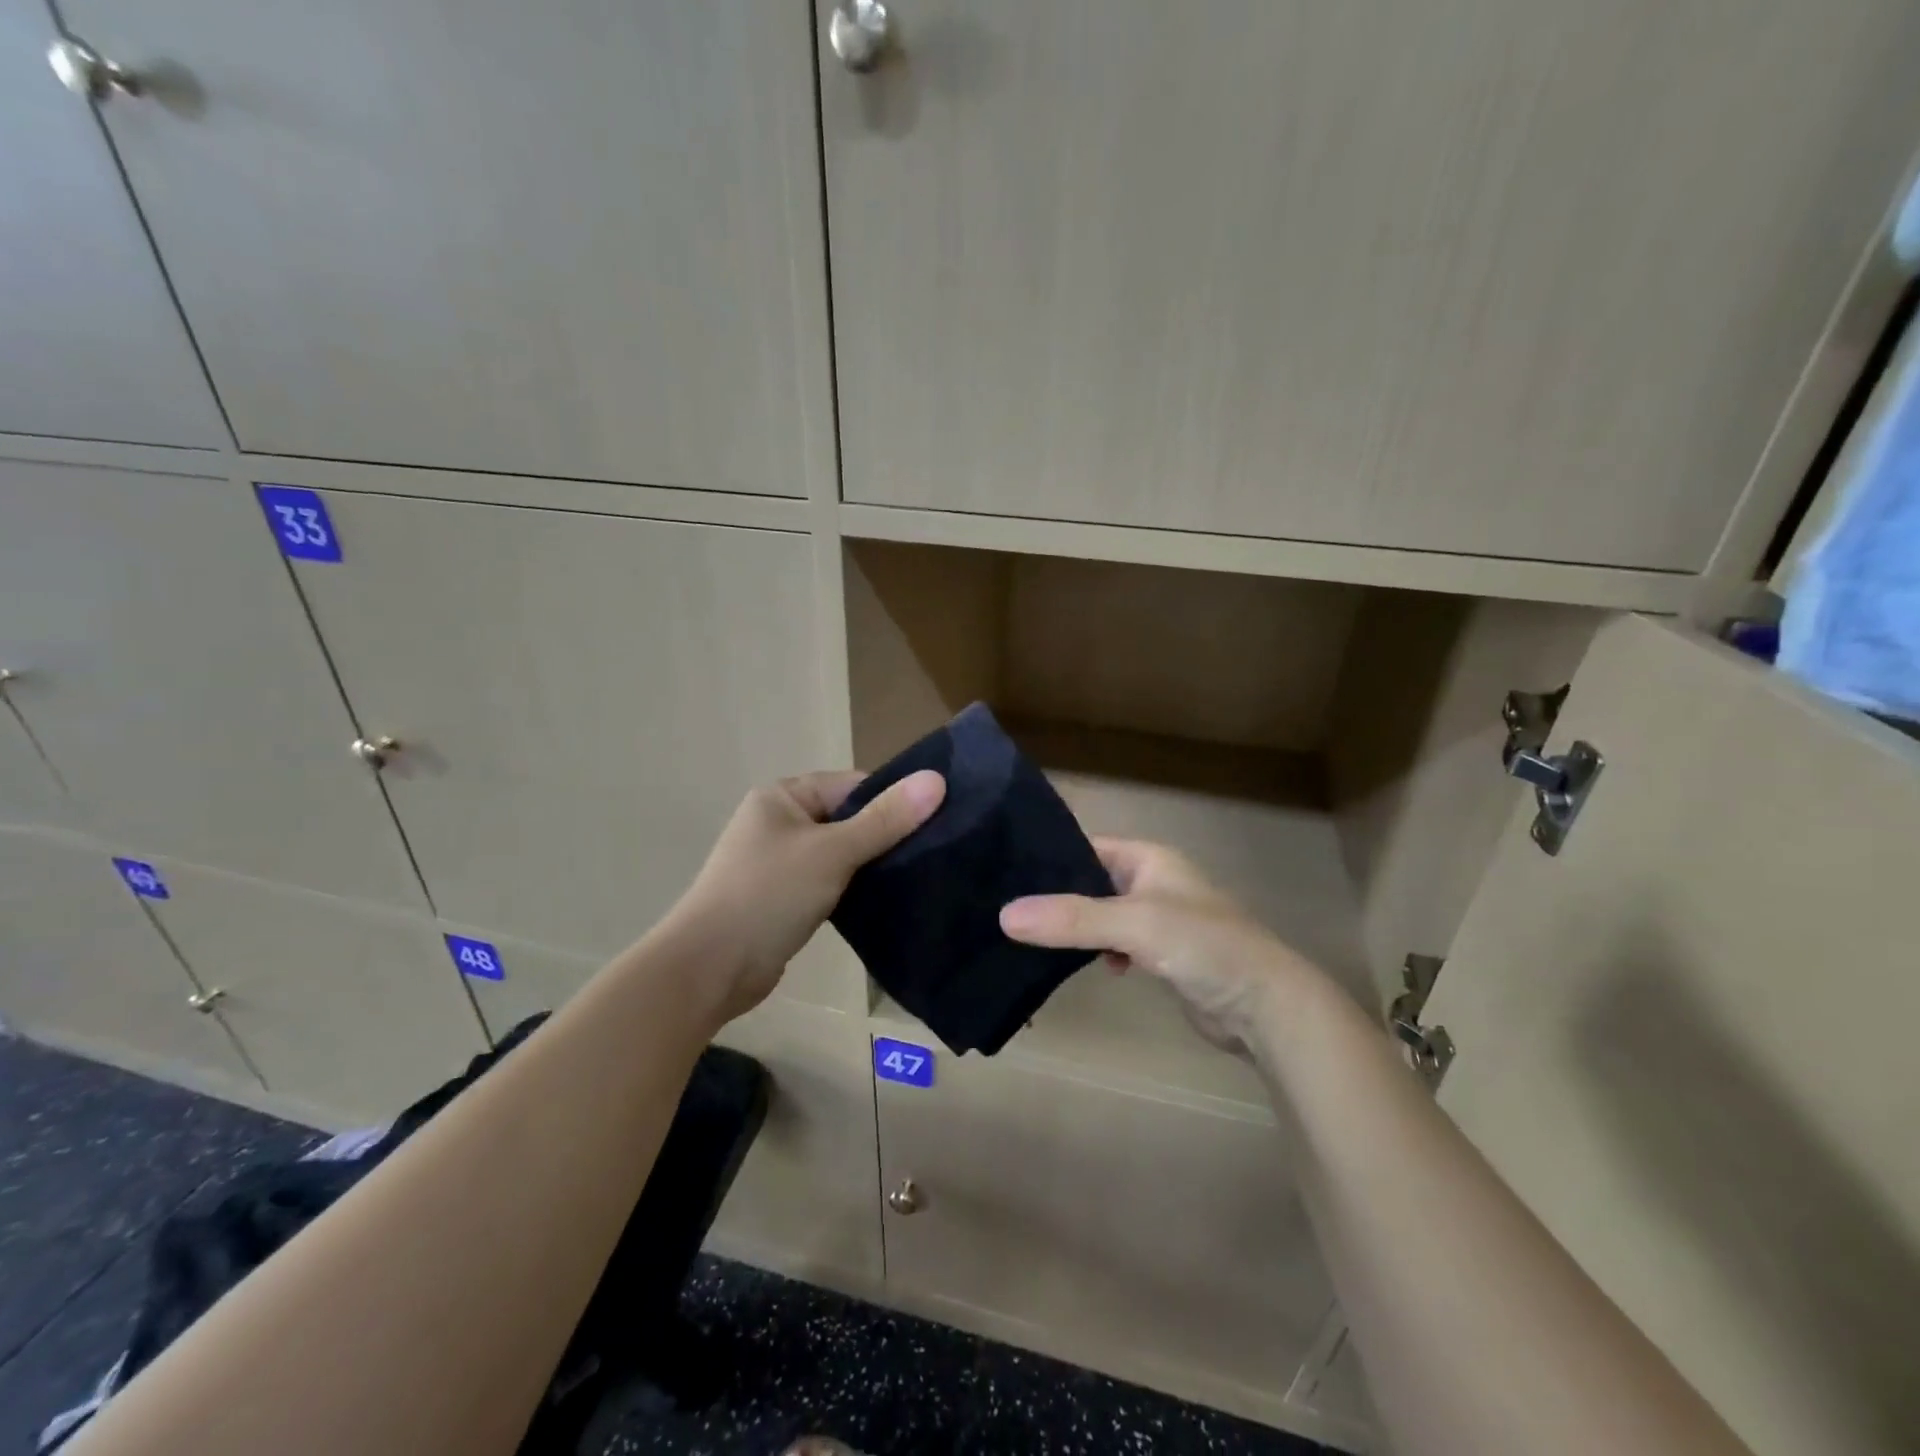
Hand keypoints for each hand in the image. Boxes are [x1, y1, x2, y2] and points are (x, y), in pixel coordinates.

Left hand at [670, 768, 944, 1020]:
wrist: (709, 969)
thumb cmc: (769, 895)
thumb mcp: (832, 852)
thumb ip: (885, 820)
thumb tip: (936, 780)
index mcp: (783, 797)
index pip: (852, 786)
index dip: (892, 800)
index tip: (934, 820)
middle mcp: (779, 822)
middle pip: (847, 819)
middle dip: (884, 835)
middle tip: (931, 852)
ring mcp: (778, 862)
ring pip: (839, 854)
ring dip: (869, 865)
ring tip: (914, 877)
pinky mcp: (783, 898)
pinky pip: (828, 882)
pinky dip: (852, 889)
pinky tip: (884, 902)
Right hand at [999, 838, 1320, 1055]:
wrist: (1266, 1005)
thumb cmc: (1204, 945)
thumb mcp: (1135, 924)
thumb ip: (1072, 919)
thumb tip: (1004, 915)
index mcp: (1148, 858)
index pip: (1086, 847)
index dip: (1048, 858)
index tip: (1003, 873)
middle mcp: (1152, 882)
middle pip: (1091, 882)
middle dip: (1056, 897)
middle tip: (1006, 909)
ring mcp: (1158, 919)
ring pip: (1102, 916)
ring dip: (1076, 928)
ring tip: (1030, 938)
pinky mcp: (1163, 955)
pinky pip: (1118, 944)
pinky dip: (1100, 952)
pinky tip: (1090, 967)